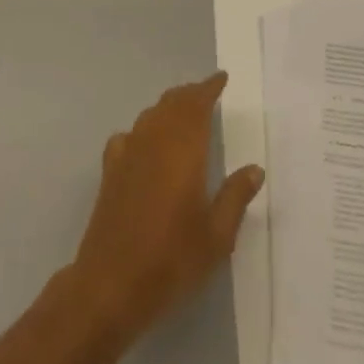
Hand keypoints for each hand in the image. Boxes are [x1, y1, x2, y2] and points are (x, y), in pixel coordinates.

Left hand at [69, 72, 263, 340]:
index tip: (221, 78)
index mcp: (183, 150)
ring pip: (150, 116)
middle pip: (171, 104)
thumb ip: (235, 197)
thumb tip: (254, 169)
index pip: (196, 105)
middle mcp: (153, 142)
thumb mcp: (216, 235)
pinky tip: (145, 145)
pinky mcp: (110, 173)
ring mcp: (128, 155)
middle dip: (190, 95)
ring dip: (168, 109)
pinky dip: (142, 131)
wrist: (110, 285)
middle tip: (207, 94)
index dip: (208, 88)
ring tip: (183, 114)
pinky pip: (128, 137)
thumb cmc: (171, 260)